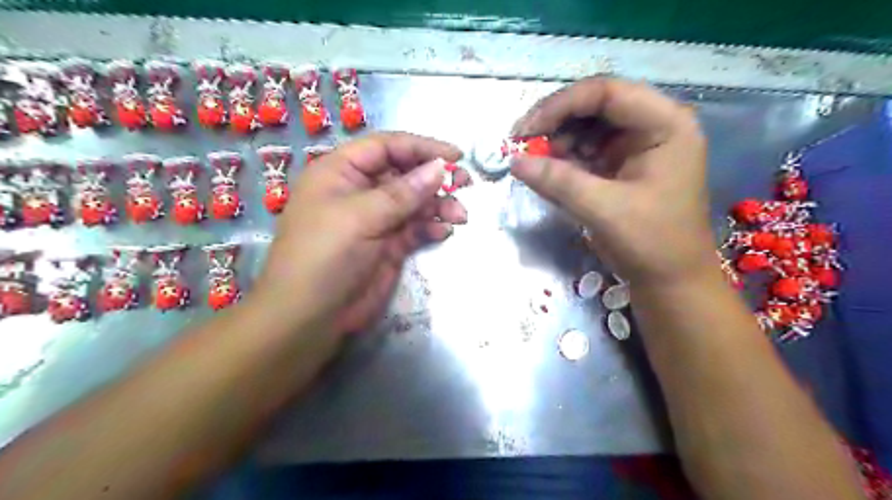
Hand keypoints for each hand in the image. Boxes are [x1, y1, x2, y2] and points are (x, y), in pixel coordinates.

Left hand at [254, 134, 468, 335]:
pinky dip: (431, 228)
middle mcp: (359, 191)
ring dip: (438, 205)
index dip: (421, 147)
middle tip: (466, 184)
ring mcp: (375, 220)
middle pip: (404, 173)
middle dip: (435, 178)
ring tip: (460, 215)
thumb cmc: (325, 256)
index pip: (386, 147)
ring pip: (414, 202)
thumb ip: (403, 192)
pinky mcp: (388, 246)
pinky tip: (445, 232)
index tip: (456, 156)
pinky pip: (415, 228)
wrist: (310, 316)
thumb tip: (440, 167)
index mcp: (341, 172)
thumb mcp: (360, 217)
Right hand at [513, 76, 715, 287]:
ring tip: (536, 163)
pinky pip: (589, 150)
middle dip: (556, 123)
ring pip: (588, 127)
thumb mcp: (603, 210)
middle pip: (595, 106)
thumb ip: (558, 181)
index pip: (606, 92)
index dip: (560, 105)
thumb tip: (514, 161)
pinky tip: (550, 172)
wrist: (671, 280)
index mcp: (665, 124)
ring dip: (558, 141)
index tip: (525, 130)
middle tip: (522, 145)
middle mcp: (654, 125)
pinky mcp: (625, 164)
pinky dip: (566, 159)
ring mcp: (639, 145)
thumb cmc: (651, 243)